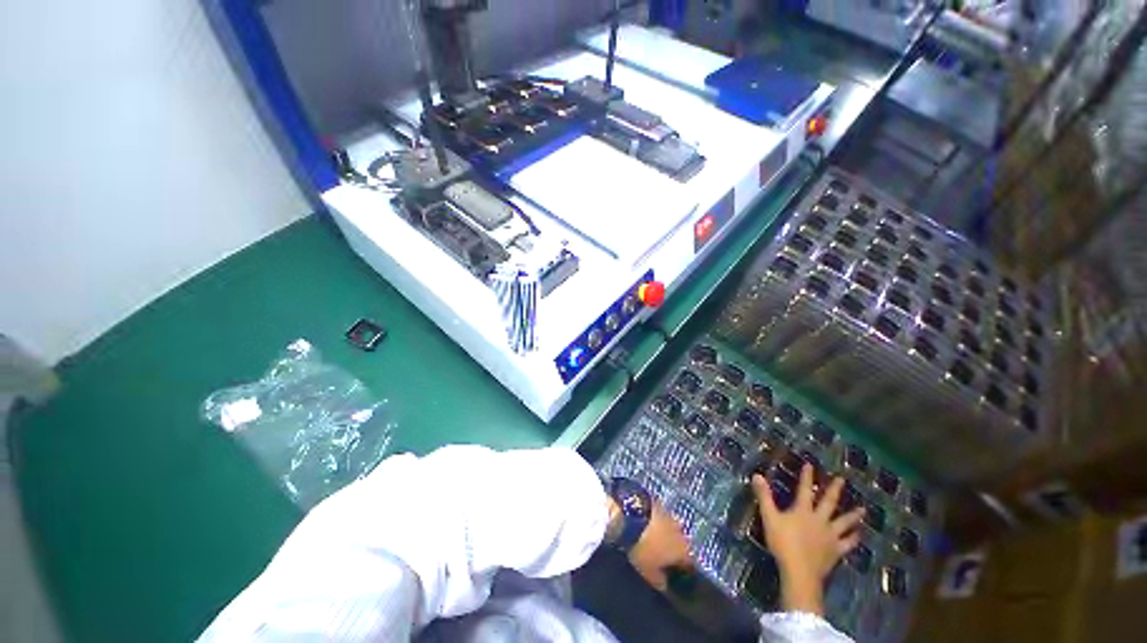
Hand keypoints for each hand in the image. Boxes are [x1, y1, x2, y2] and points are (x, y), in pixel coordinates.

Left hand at [624, 501, 693, 591]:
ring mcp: (669, 513)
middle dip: (674, 546)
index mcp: (683, 550)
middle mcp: (681, 530)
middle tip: (662, 553)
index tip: (675, 571)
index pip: (689, 562)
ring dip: (665, 531)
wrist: (629, 514)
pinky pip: (659, 513)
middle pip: (681, 541)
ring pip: (671, 525)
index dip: (682, 568)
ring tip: (652, 536)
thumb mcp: (648, 572)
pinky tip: (645, 522)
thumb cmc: (642, 548)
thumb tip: (665, 585)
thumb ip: (659, 580)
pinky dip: (655, 519)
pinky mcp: (656, 501)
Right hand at [752, 465, 864, 614]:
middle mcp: (819, 520)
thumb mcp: (769, 518)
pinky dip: (854, 539)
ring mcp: (830, 536)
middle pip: (828, 502)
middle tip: (842, 479)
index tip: (810, 465)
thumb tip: (757, 475)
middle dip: (834, 490)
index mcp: (803, 511)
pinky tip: (859, 536)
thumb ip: (764, 496)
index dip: (807, 477)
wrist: (800, 572)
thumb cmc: (783, 543)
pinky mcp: (835, 551)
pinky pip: (847, 543)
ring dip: (853, 515)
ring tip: (863, 510)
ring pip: (844, 522)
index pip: (805, 489)